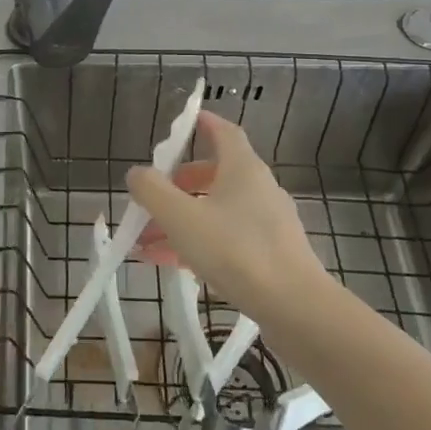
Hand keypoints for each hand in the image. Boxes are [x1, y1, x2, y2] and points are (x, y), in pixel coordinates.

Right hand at [127, 112, 332, 330]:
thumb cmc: (235, 250)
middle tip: (152, 197)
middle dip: (178, 185)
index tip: (184, 122)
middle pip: (214, 175)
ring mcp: (266, 223)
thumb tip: (137, 174)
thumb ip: (152, 191)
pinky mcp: (269, 253)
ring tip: (145, 242)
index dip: (203, 124)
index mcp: (243, 169)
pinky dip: (197, 243)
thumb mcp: (181, 218)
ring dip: (181, 220)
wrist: (293, 306)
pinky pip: (225, 238)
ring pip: (216, 211)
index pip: (224, 132)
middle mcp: (258, 189)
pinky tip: (168, 264)